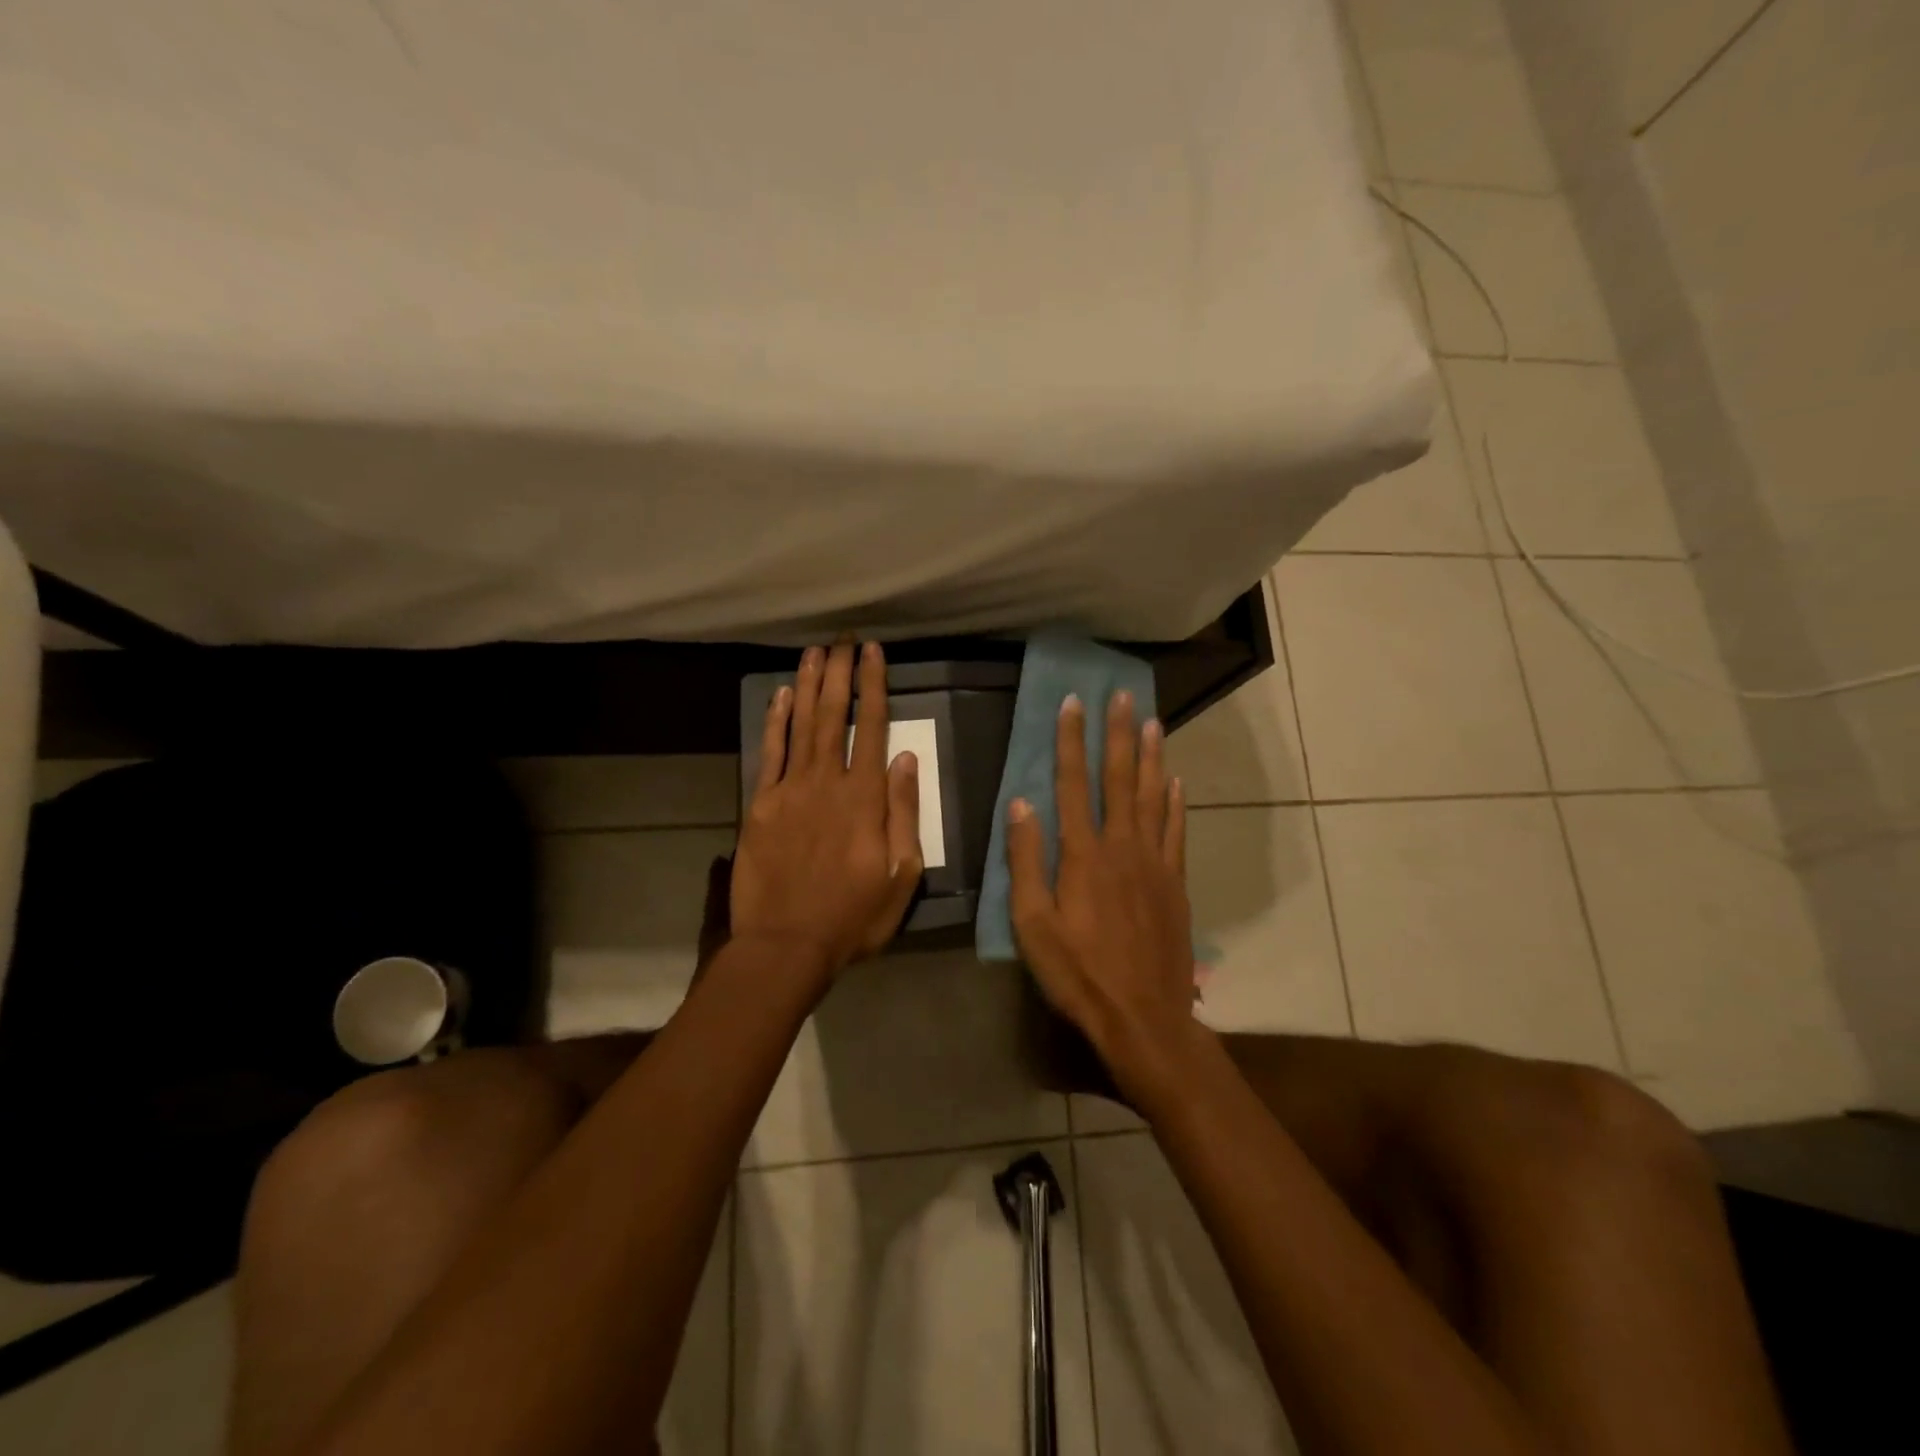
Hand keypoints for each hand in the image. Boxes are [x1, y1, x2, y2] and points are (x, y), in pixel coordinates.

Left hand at [731, 640, 923, 981]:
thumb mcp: (901, 874)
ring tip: (815, 651)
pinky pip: (769, 753)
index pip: (874, 728)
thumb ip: (904, 813)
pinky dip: (775, 722)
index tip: (874, 653)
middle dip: (841, 673)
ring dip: (809, 685)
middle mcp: (827, 782)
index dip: (874, 686)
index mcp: (865, 798)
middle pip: (835, 716)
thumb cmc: (854, 916)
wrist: (786, 945)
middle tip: (844, 638)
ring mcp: (789, 790)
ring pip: (802, 725)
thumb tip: (907, 760)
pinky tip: (781, 695)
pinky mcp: (760, 805)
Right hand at [1007, 691, 1198, 1105]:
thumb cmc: (1078, 973)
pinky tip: (1176, 781)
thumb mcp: (1032, 924)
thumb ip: (1025, 861)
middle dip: (1118, 734)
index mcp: (1082, 855)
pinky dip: (1176, 802)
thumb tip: (1020, 804)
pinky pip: (1177, 831)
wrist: (1143, 1016)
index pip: (1073, 784)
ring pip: (1153, 797)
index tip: (1073, 704)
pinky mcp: (1175, 883)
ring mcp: (1154, 863)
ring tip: (1153, 722)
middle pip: (1119, 779)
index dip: (1071, 741)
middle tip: (1123, 696)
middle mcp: (1121, 847)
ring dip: (1151, 757)